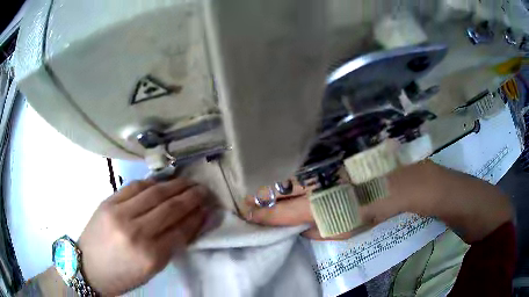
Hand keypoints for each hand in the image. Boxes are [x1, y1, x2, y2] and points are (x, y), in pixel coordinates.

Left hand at [77, 178, 213, 295]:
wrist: (88, 266)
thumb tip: (188, 225)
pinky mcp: (108, 201)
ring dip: (175, 185)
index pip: (180, 230)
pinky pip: (135, 186)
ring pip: (154, 192)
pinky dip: (152, 182)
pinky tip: (163, 181)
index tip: (208, 208)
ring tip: (188, 182)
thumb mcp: (150, 270)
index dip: (197, 217)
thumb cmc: (122, 275)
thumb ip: (170, 247)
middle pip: (169, 208)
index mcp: (149, 256)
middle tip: (204, 190)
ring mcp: (120, 213)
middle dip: (191, 197)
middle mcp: (136, 232)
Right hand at [244, 161, 512, 242]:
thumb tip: (298, 226)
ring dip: (274, 178)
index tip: (245, 215)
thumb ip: (322, 229)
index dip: (263, 214)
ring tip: (258, 185)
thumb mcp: (354, 227)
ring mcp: (333, 155)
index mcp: (332, 197)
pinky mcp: (340, 144)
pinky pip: (310, 155)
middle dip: (260, 192)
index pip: (286, 209)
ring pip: (294, 167)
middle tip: (245, 199)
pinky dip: (294, 163)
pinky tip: (287, 169)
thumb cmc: (386, 206)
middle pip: (283, 183)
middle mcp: (328, 171)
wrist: (416, 180)